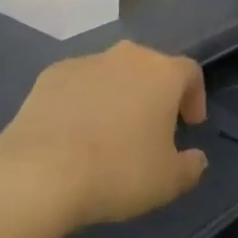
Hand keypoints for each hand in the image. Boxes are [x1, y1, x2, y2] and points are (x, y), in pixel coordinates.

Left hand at [0, 40, 209, 233]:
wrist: (40, 170)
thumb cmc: (117, 171)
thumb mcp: (167, 182)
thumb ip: (190, 167)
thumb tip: (196, 159)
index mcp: (162, 73)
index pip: (190, 72)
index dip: (195, 96)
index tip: (191, 124)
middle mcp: (127, 56)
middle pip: (150, 68)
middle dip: (155, 94)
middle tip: (152, 129)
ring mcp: (86, 61)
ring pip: (112, 74)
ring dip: (117, 96)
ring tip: (109, 134)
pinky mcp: (51, 74)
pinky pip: (78, 84)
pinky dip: (83, 100)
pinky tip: (74, 132)